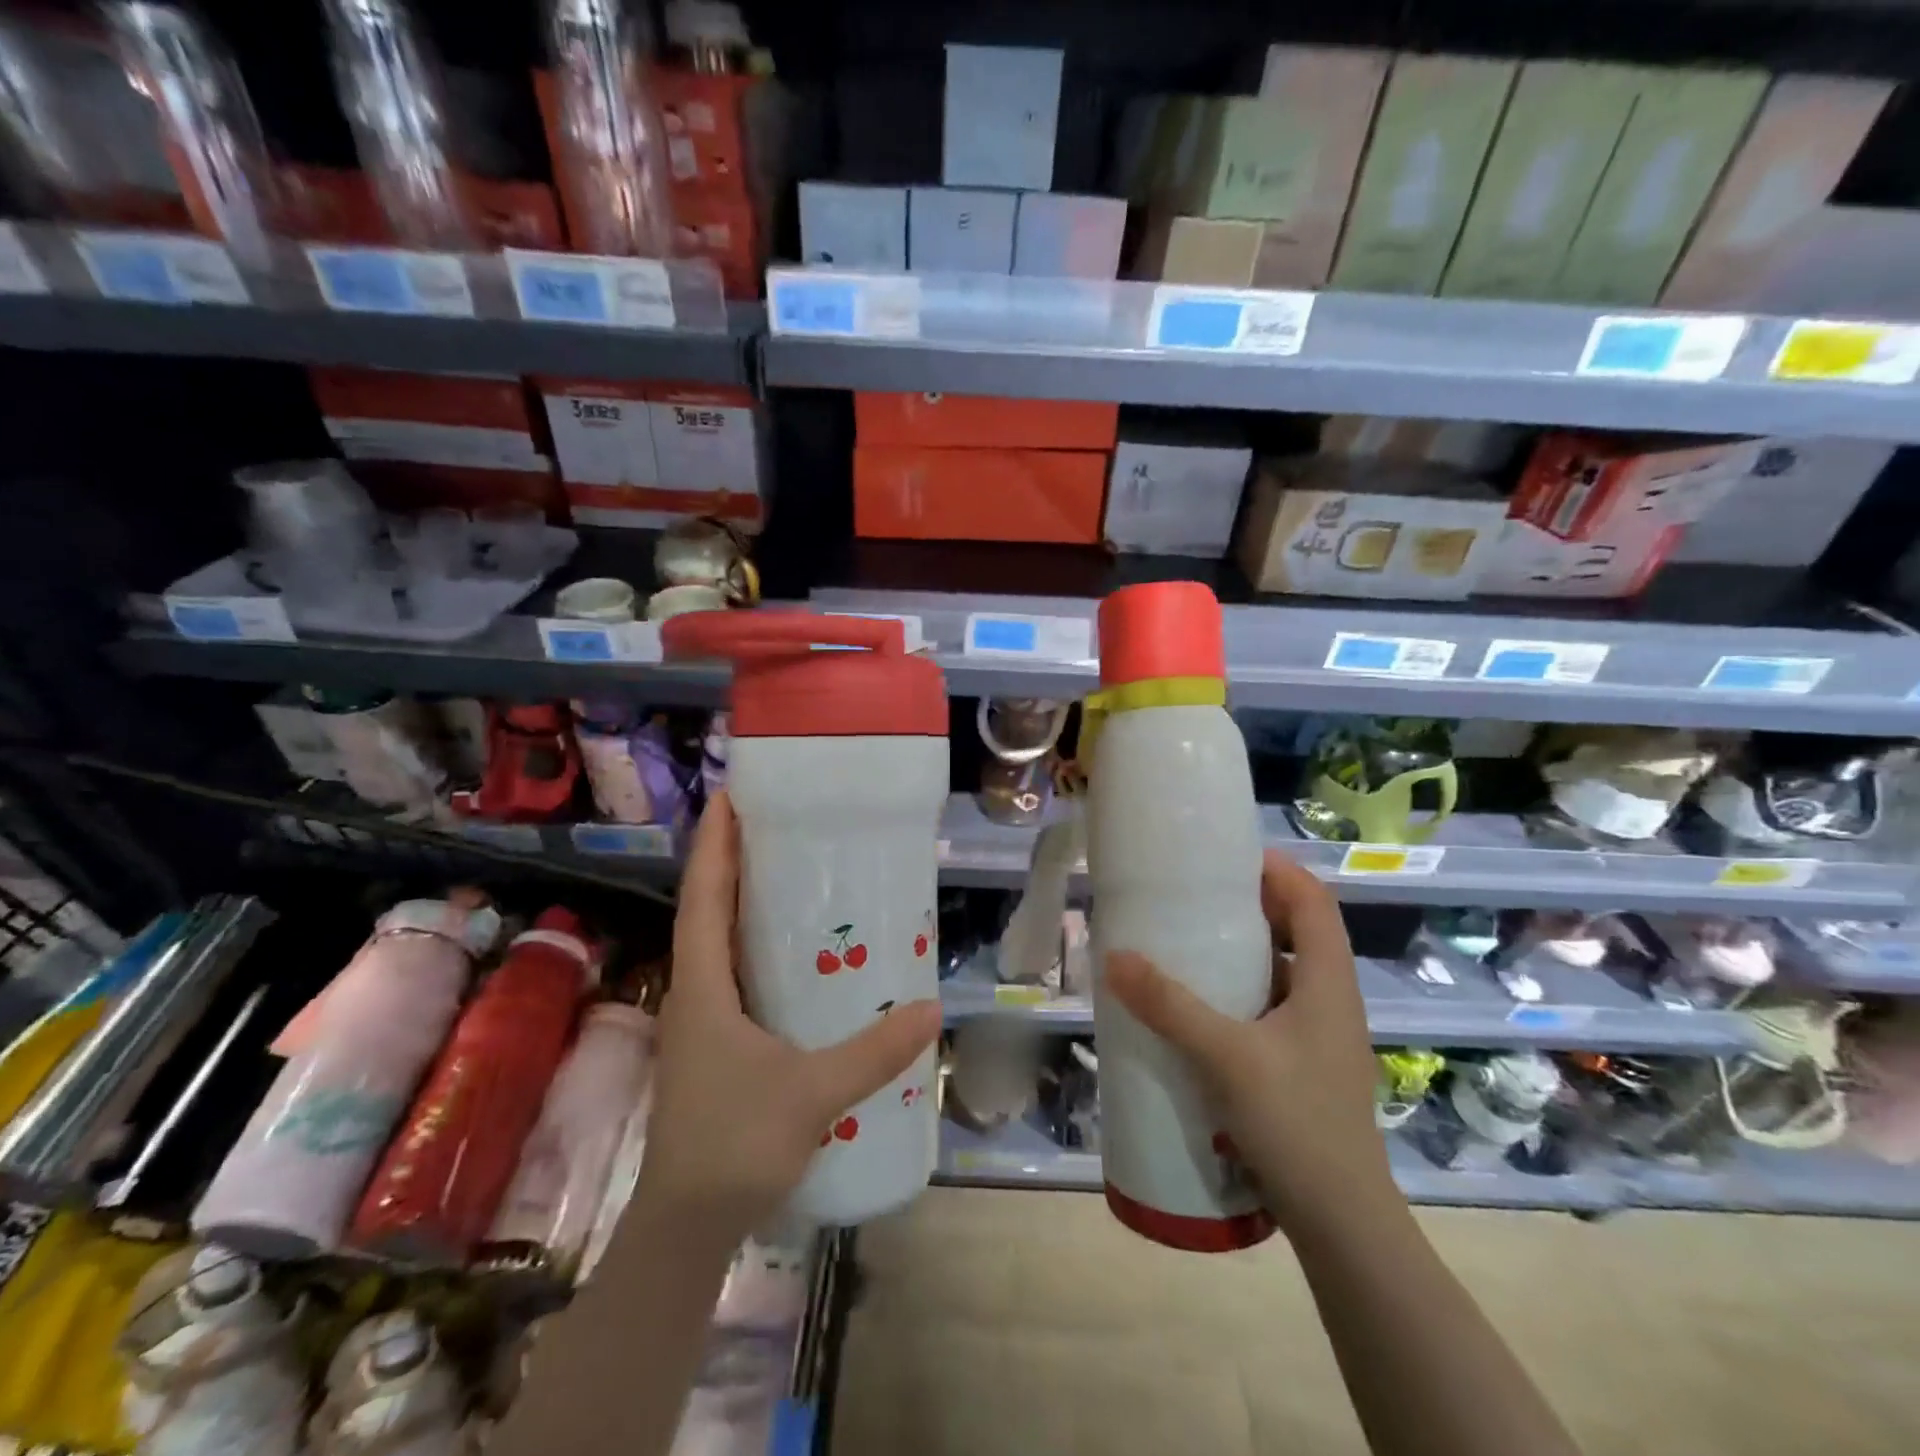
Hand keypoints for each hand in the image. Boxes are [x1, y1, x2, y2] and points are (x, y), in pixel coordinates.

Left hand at [634, 792, 941, 1252]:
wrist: (687, 1224)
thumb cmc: (734, 1145)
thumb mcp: (812, 1092)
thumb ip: (874, 1052)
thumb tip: (933, 1009)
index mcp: (703, 985)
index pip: (704, 897)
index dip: (715, 843)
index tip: (731, 795)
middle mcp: (696, 990)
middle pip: (709, 908)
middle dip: (734, 858)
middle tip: (777, 819)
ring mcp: (704, 1017)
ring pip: (719, 940)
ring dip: (743, 899)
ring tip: (789, 866)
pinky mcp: (718, 1039)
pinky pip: (735, 971)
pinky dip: (756, 942)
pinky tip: (796, 948)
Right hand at [1104, 850, 1396, 1238]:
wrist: (1342, 1223)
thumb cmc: (1297, 1124)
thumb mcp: (1226, 1057)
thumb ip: (1169, 1006)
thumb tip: (1115, 956)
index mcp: (1327, 982)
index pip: (1312, 901)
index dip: (1276, 870)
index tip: (1226, 855)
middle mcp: (1329, 999)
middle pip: (1297, 930)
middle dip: (1250, 904)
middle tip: (1194, 894)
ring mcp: (1318, 1035)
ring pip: (1282, 971)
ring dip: (1242, 950)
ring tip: (1188, 941)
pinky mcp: (1302, 1064)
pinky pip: (1269, 1007)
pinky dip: (1238, 991)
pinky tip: (1197, 1006)